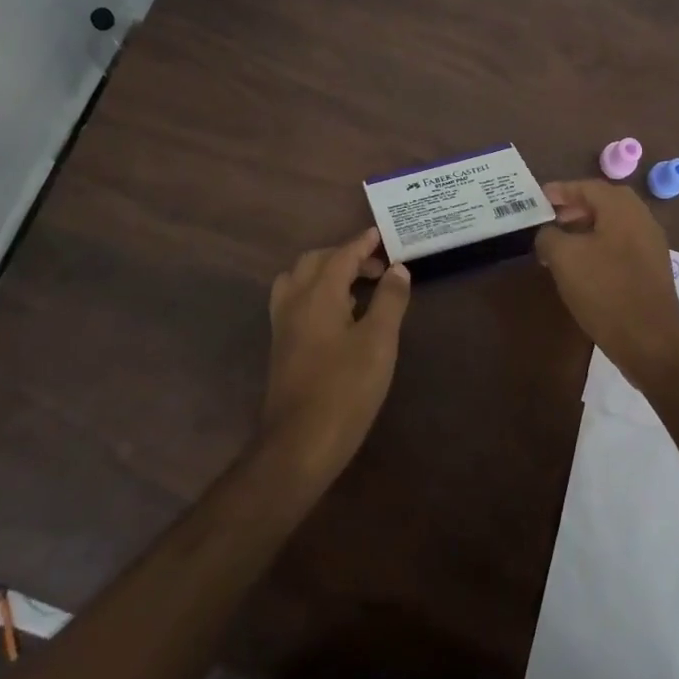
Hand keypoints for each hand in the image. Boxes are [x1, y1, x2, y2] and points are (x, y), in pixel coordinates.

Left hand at [263, 228, 411, 480]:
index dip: (362, 243)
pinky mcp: (281, 346)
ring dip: (325, 273)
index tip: (380, 234)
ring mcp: (283, 325)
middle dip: (344, 256)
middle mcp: (294, 301)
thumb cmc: (344, 389)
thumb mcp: (378, 342)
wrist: (299, 444)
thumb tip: (397, 268)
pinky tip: (337, 316)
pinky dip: (315, 292)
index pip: (341, 255)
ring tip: (356, 287)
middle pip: (315, 262)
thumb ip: (389, 300)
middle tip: (376, 267)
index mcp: (318, 294)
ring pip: (299, 280)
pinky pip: (295, 300)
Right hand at [537, 180, 678, 389]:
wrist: (651, 342)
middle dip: (575, 207)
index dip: (560, 190)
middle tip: (550, 218)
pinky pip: (621, 244)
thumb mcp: (564, 258)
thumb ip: (549, 236)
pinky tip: (582, 266)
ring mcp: (651, 244)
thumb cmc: (605, 291)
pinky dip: (599, 245)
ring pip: (613, 224)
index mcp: (622, 209)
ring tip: (561, 243)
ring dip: (586, 227)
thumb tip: (547, 233)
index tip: (538, 198)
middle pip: (604, 202)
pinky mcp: (652, 269)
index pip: (587, 187)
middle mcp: (641, 219)